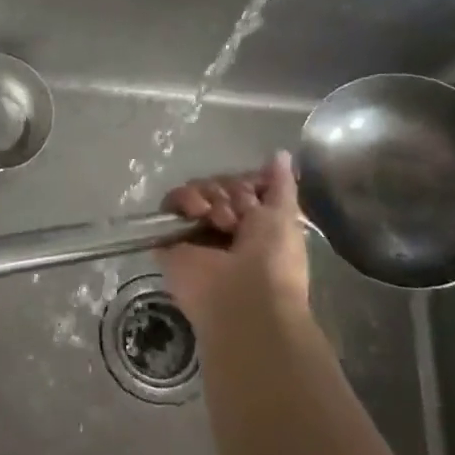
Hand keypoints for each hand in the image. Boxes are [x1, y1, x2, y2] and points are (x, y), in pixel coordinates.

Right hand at [158, 151, 309, 332]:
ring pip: (194, 191)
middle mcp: (222, 227)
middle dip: (229, 193)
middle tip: (236, 216)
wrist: (244, 300)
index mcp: (252, 224)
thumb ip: (280, 185)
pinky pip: (169, 206)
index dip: (246, 184)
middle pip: (217, 186)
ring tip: (216, 219)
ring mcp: (195, 234)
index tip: (254, 195)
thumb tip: (280, 154)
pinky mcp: (169, 241)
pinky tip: (196, 215)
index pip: (240, 186)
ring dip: (208, 197)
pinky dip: (182, 202)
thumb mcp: (285, 216)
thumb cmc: (274, 261)